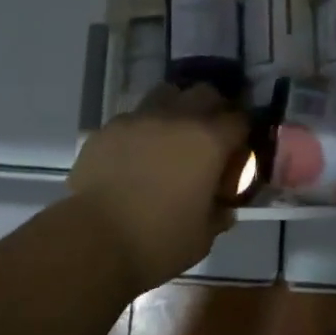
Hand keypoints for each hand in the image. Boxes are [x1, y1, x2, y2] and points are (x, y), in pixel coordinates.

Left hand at [67, 84, 248, 293]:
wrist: (93, 240)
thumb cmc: (158, 241)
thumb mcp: (203, 237)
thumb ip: (219, 213)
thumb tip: (224, 207)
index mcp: (209, 141)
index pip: (239, 119)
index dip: (242, 132)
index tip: (239, 148)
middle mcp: (177, 117)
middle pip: (205, 93)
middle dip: (213, 108)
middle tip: (209, 136)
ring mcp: (139, 118)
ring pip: (167, 94)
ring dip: (176, 108)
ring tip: (172, 135)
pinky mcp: (109, 127)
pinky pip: (134, 117)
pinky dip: (142, 129)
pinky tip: (136, 154)